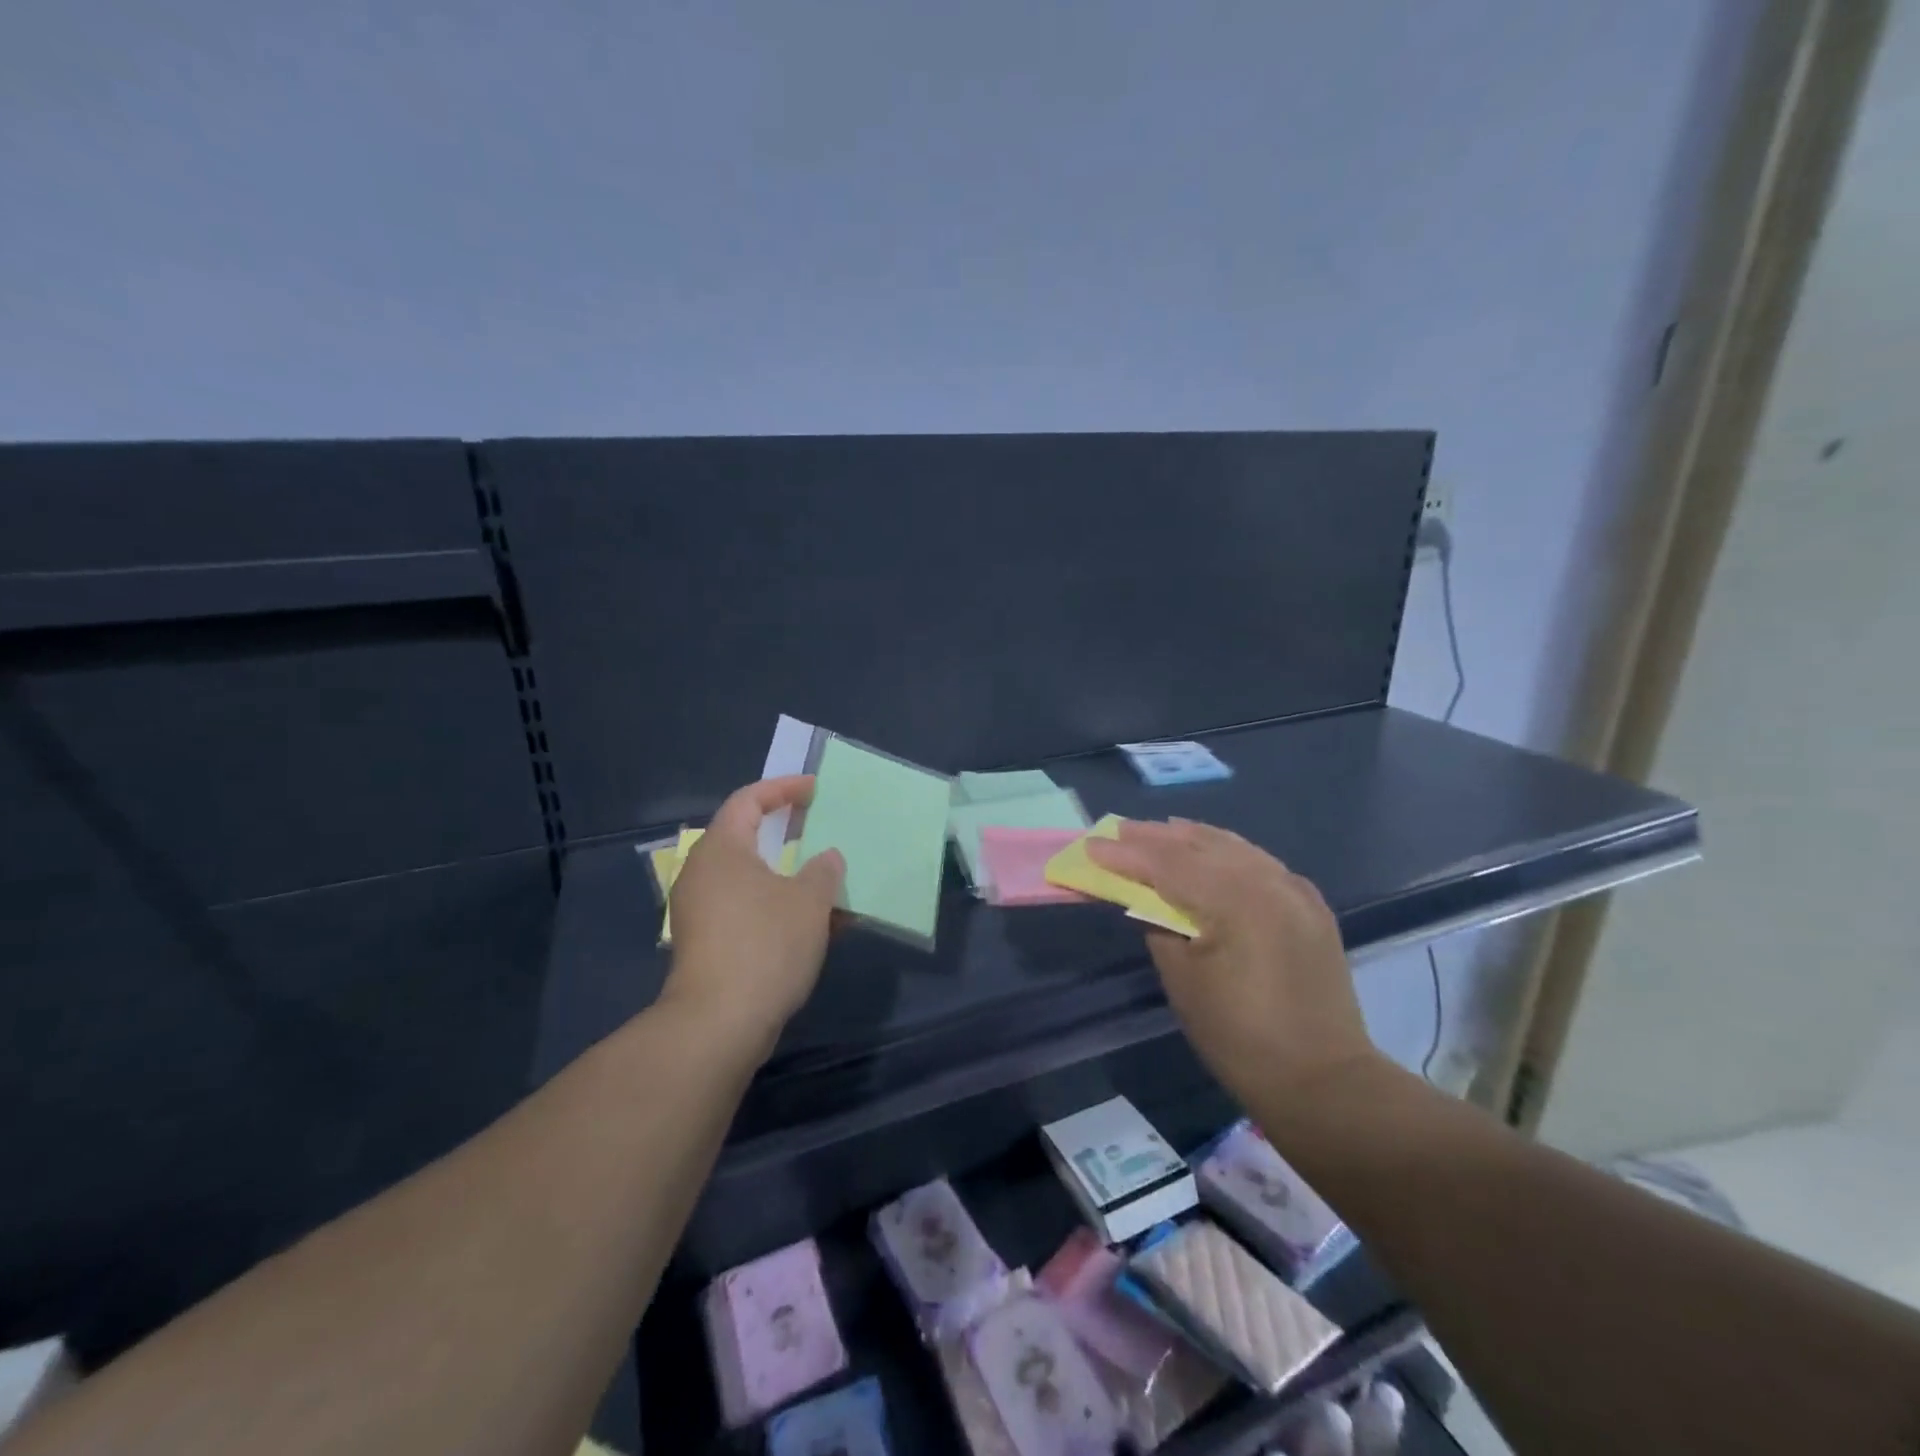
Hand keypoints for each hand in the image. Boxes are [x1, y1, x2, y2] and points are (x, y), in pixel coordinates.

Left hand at [661, 775, 844, 1057]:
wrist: (719, 1024)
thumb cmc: (765, 945)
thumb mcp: (809, 901)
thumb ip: (823, 871)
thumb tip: (827, 859)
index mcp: (721, 850)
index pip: (748, 800)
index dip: (782, 788)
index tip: (814, 789)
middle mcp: (703, 874)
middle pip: (746, 838)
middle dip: (787, 834)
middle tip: (819, 828)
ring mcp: (701, 912)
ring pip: (751, 879)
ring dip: (790, 878)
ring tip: (827, 880)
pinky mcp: (708, 945)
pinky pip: (748, 910)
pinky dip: (780, 908)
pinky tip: (816, 925)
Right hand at [1086, 819, 1377, 1105]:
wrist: (1323, 1080)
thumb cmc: (1239, 1037)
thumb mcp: (1183, 981)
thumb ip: (1159, 925)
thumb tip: (1144, 897)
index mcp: (1236, 902)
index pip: (1168, 865)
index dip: (1126, 855)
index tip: (1092, 845)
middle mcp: (1269, 882)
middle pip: (1200, 846)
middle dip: (1155, 837)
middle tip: (1118, 829)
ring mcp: (1294, 890)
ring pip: (1233, 847)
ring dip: (1191, 838)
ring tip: (1158, 830)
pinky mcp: (1308, 904)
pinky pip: (1258, 862)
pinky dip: (1226, 851)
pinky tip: (1209, 850)